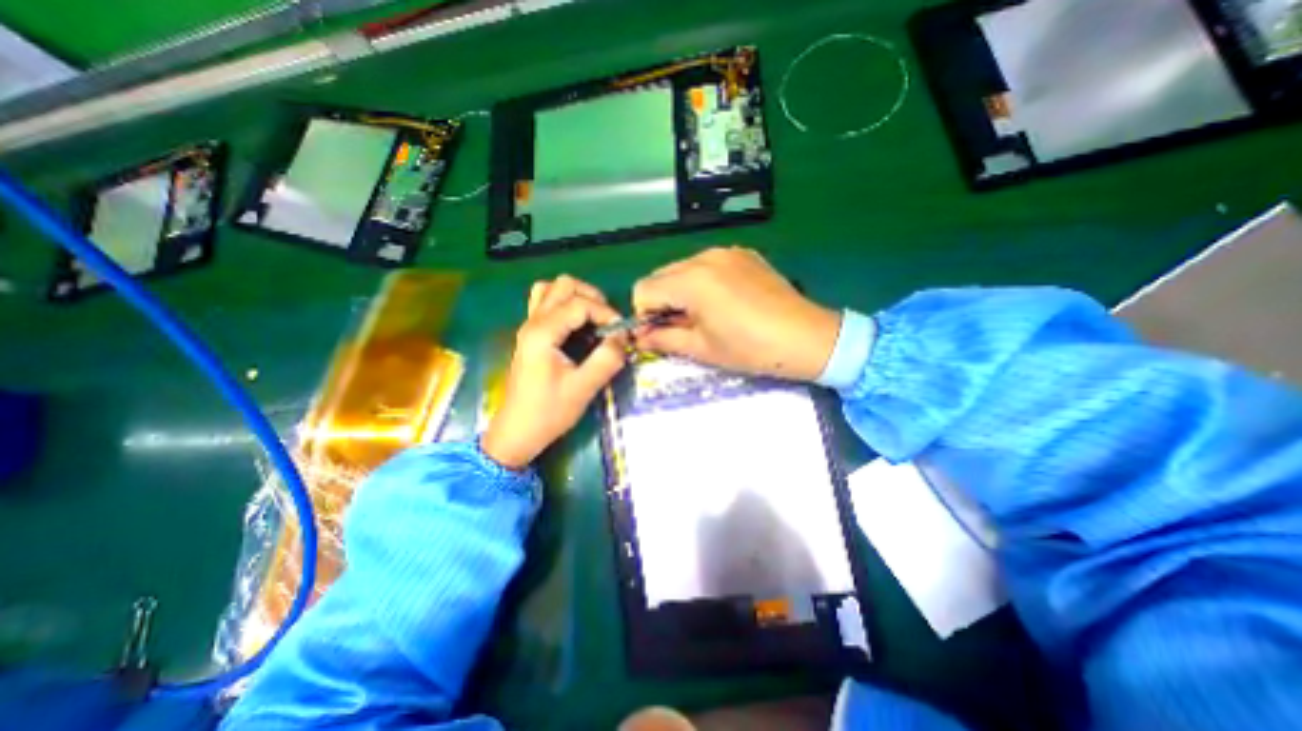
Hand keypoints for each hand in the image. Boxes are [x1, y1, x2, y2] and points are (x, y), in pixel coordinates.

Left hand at [481, 275, 631, 466]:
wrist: (517, 432)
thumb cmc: (548, 412)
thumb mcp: (583, 388)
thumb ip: (607, 359)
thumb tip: (623, 338)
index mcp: (543, 333)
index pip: (580, 304)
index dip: (605, 312)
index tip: (621, 333)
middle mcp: (533, 322)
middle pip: (563, 285)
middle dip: (592, 297)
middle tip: (608, 321)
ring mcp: (529, 327)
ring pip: (551, 289)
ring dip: (576, 297)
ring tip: (593, 318)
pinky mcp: (530, 335)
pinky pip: (545, 303)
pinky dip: (564, 305)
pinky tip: (577, 325)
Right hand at [633, 245, 839, 378]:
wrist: (807, 338)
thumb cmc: (750, 349)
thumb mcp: (702, 348)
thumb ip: (663, 339)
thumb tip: (639, 337)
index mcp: (691, 280)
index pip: (643, 289)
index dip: (644, 315)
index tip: (661, 333)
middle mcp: (704, 257)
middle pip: (661, 276)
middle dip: (662, 302)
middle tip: (684, 326)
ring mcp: (726, 252)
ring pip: (682, 269)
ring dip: (681, 291)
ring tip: (705, 315)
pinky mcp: (743, 254)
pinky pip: (707, 264)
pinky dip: (702, 282)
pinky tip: (724, 302)